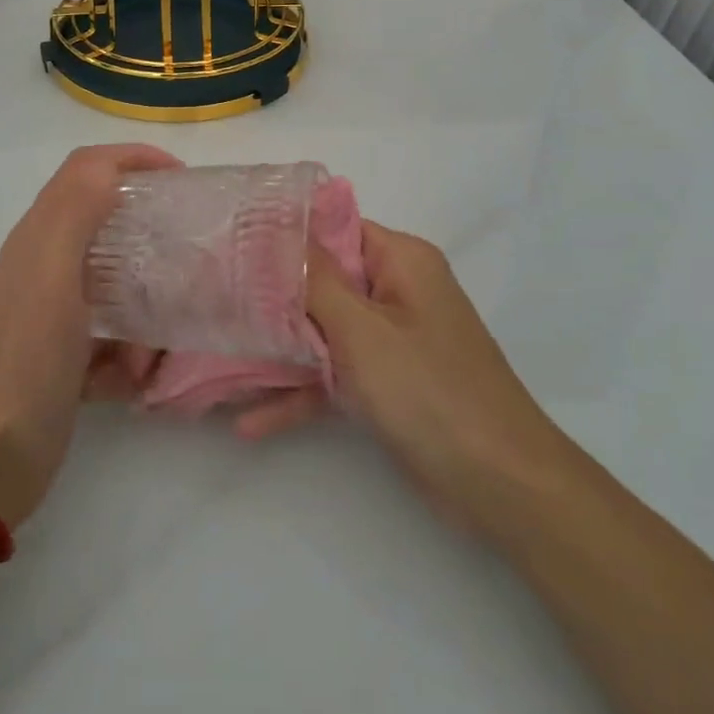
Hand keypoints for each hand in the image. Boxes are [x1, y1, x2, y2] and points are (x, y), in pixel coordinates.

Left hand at [0, 144, 179, 527]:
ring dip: (143, 314)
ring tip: (156, 348)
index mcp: (39, 238)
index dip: (134, 158)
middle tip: (187, 254)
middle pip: (106, 224)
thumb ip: (75, 213)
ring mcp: (54, 314)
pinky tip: (131, 382)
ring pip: (118, 287)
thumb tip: (109, 166)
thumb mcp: (51, 278)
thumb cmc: (25, 362)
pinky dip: (128, 356)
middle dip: (149, 239)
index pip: (87, 169)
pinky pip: (113, 338)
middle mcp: (45, 267)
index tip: (181, 178)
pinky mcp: (65, 355)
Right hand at [243, 220, 564, 542]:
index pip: (334, 228)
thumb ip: (316, 280)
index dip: (286, 235)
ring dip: (279, 352)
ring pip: (323, 332)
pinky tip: (251, 423)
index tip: (232, 244)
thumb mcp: (363, 330)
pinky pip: (336, 376)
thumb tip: (282, 228)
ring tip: (219, 363)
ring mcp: (392, 341)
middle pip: (324, 281)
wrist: (500, 485)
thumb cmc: (429, 390)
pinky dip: (302, 394)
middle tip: (214, 301)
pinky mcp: (388, 385)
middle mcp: (397, 292)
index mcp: (401, 262)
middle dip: (272, 296)